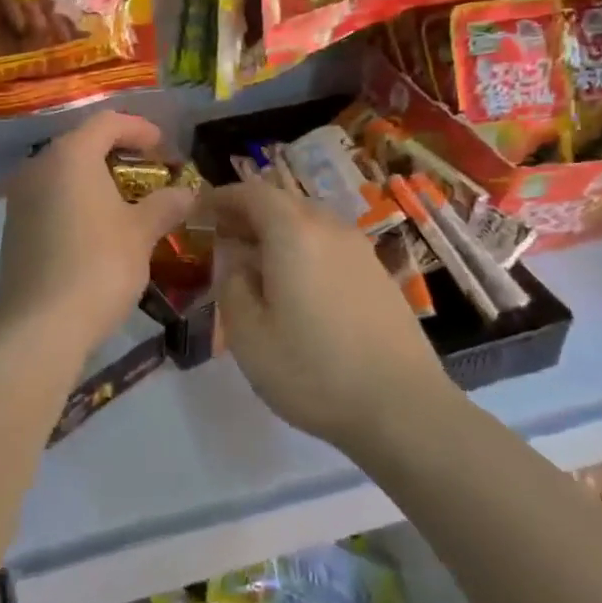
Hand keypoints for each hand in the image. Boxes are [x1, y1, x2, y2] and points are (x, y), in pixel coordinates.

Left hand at [0, 111, 195, 364]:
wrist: (39, 325)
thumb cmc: (98, 266)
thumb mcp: (141, 234)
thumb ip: (165, 205)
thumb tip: (187, 193)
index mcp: (70, 155)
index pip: (107, 122)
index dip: (140, 129)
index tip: (165, 148)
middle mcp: (39, 166)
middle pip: (83, 144)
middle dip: (119, 155)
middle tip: (151, 174)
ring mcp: (20, 198)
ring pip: (64, 174)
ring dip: (97, 180)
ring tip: (128, 202)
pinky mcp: (13, 228)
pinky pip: (50, 199)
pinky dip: (77, 202)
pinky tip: (97, 229)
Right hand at [208, 178, 451, 451]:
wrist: (404, 409)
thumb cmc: (313, 371)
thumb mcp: (247, 334)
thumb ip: (231, 284)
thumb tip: (236, 260)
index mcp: (293, 233)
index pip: (251, 193)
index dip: (221, 198)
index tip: (198, 212)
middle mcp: (329, 228)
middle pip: (283, 202)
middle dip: (248, 213)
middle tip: (222, 238)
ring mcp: (360, 250)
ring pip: (308, 222)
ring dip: (276, 230)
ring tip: (255, 263)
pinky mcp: (378, 275)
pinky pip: (329, 244)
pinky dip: (303, 249)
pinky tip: (295, 286)